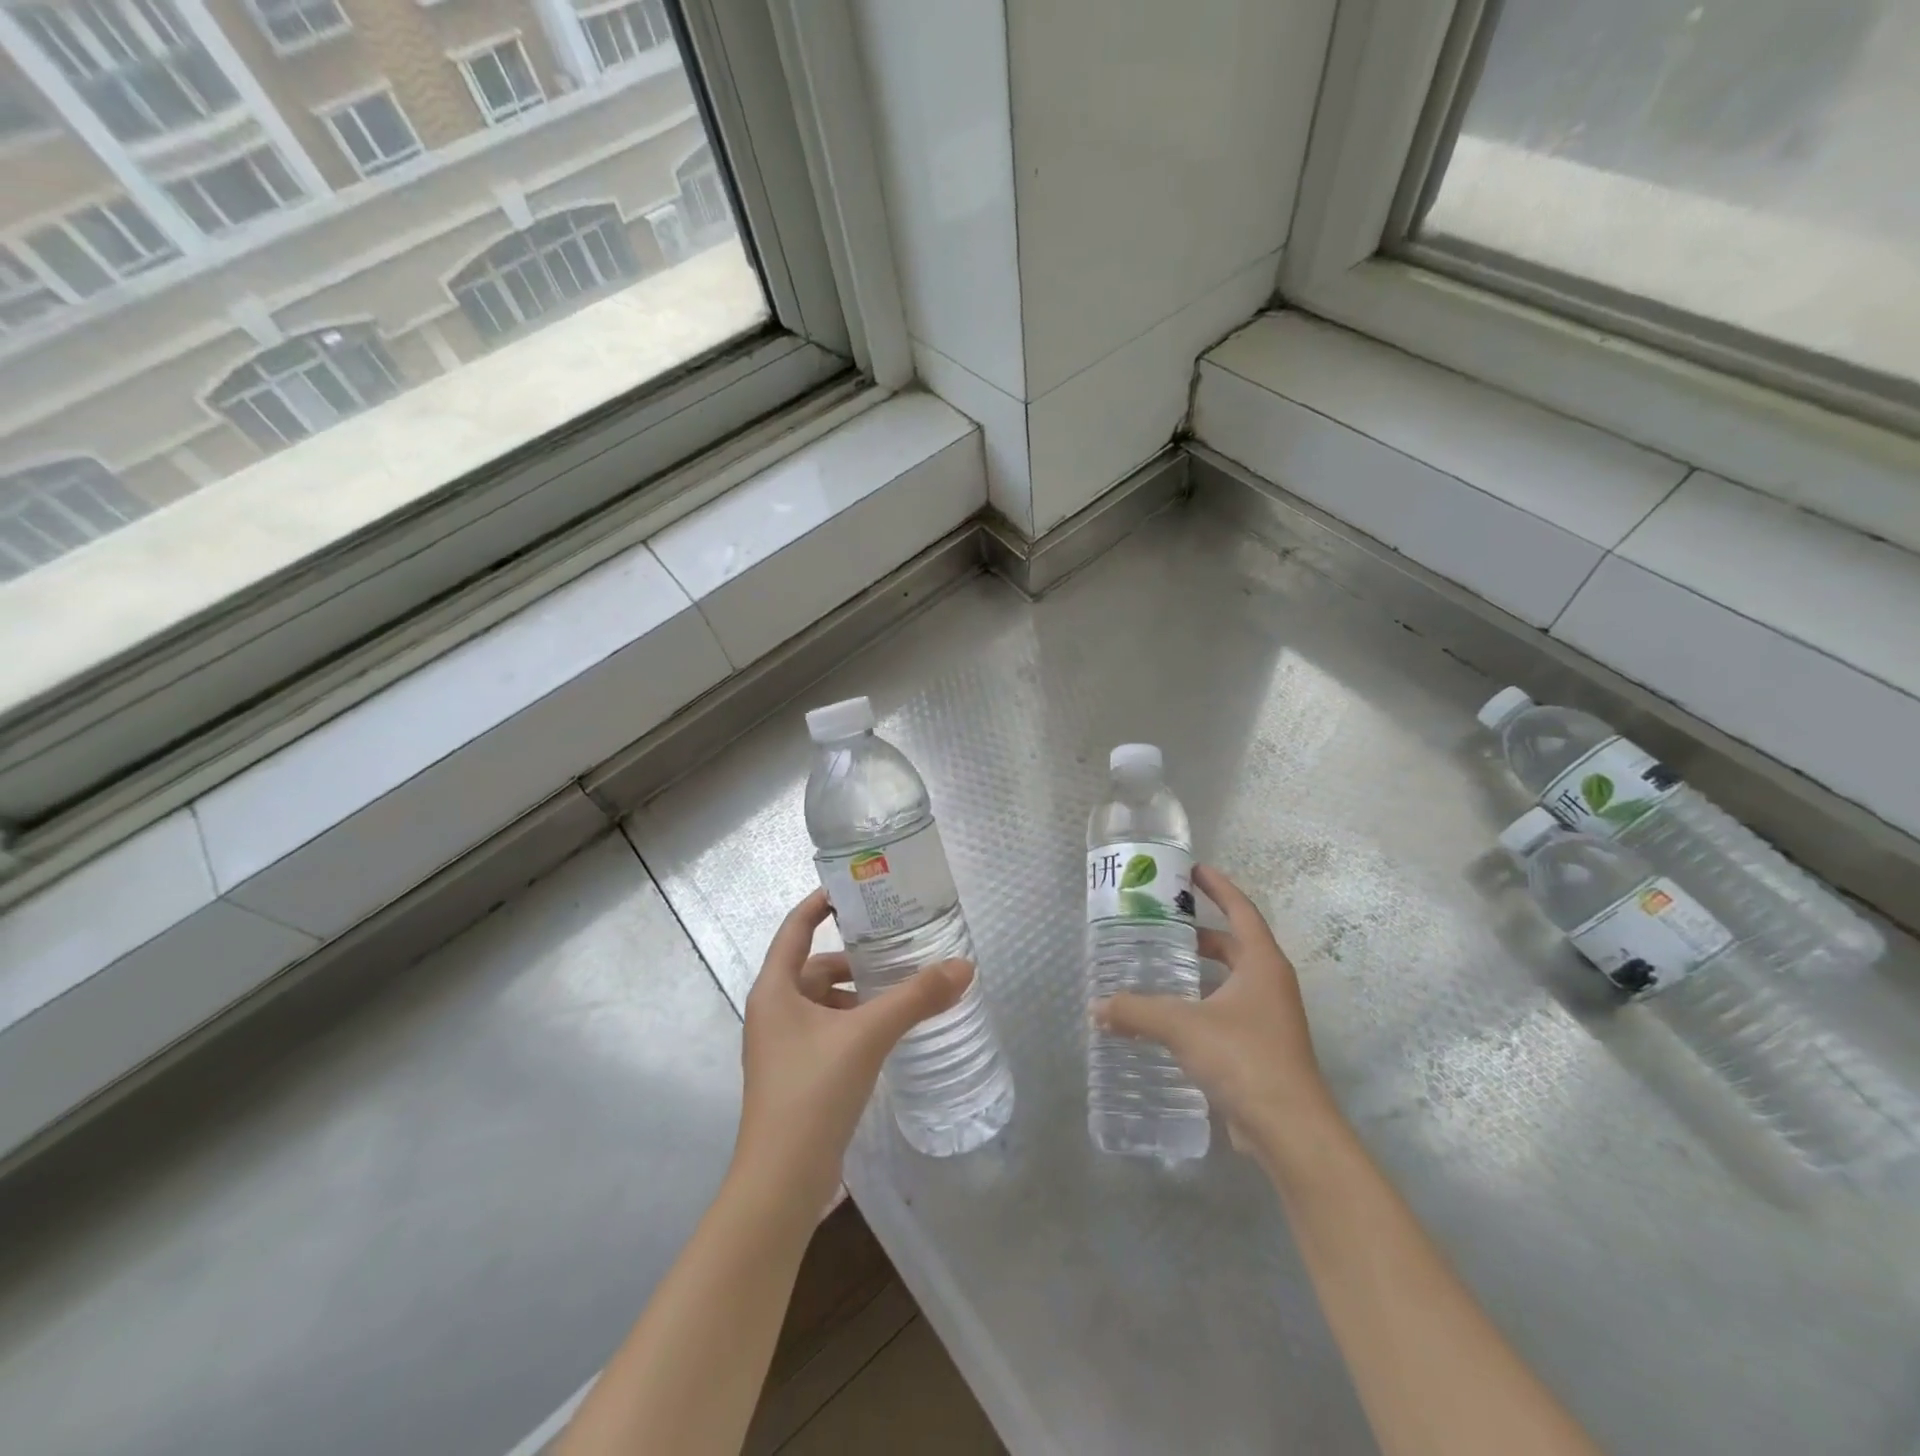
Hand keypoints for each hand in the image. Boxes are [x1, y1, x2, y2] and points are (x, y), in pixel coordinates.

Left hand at [735, 888, 971, 1210]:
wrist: (781, 1182)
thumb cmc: (813, 1091)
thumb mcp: (868, 1035)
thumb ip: (916, 998)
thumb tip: (964, 967)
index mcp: (774, 989)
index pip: (796, 928)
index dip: (820, 903)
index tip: (853, 888)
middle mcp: (772, 1011)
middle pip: (813, 966)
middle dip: (853, 958)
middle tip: (896, 948)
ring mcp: (781, 1046)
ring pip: (822, 1002)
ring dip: (856, 994)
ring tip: (899, 992)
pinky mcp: (796, 1075)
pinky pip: (827, 1031)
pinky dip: (853, 1023)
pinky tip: (885, 1034)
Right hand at [1094, 864, 1335, 1156]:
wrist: (1290, 1130)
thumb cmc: (1243, 1058)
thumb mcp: (1182, 1025)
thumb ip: (1136, 1011)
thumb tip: (1096, 1008)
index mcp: (1262, 963)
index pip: (1241, 910)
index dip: (1218, 887)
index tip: (1192, 870)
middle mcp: (1270, 984)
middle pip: (1234, 944)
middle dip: (1200, 932)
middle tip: (1162, 923)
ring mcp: (1269, 1018)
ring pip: (1230, 981)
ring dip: (1199, 971)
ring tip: (1159, 967)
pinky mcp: (1261, 1049)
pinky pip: (1227, 1011)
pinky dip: (1201, 1005)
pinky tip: (1171, 1017)